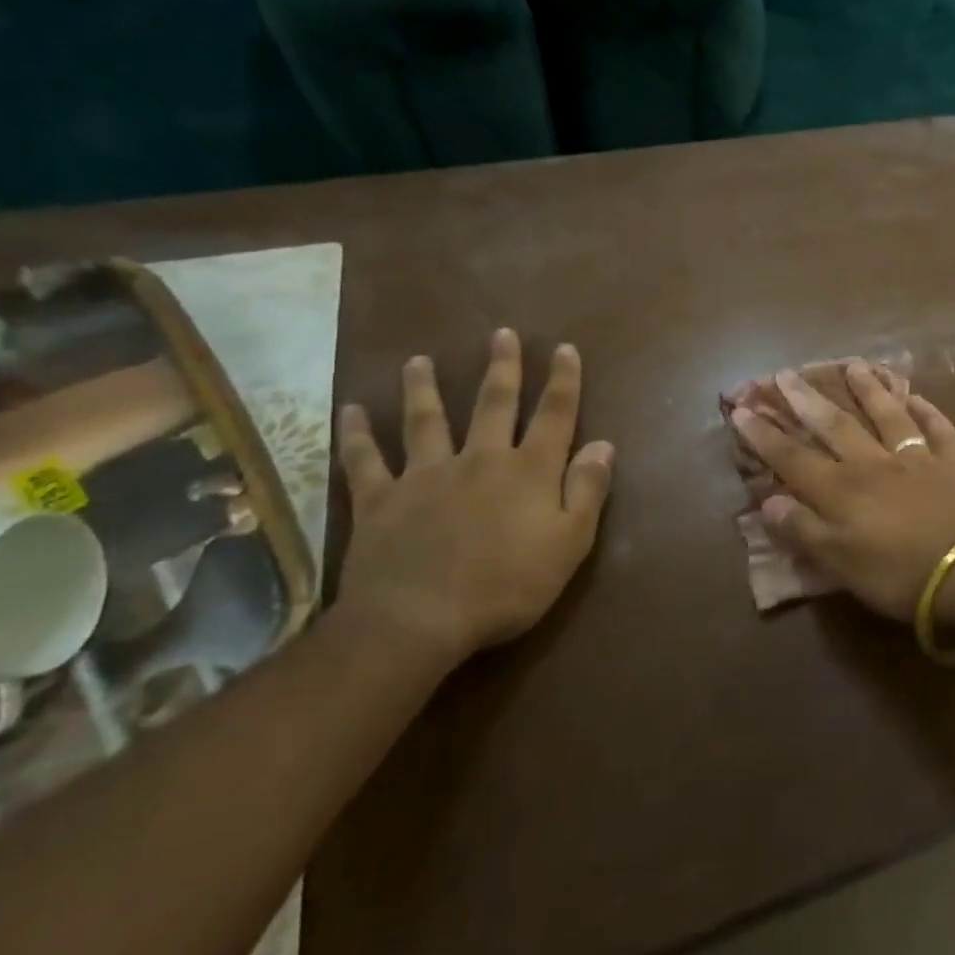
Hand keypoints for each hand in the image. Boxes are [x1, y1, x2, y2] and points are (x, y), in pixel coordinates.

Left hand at [335, 328, 613, 664]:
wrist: (418, 620)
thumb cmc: (508, 585)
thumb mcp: (570, 542)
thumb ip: (587, 490)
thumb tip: (603, 445)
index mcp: (529, 471)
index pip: (554, 415)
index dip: (563, 381)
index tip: (564, 348)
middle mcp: (480, 459)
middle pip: (494, 404)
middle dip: (502, 368)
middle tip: (501, 334)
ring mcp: (426, 476)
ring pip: (426, 421)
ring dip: (424, 388)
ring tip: (419, 361)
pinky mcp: (381, 500)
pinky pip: (365, 461)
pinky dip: (357, 435)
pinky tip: (351, 411)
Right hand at [729, 360, 954, 620]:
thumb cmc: (901, 576)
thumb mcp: (841, 565)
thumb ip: (804, 531)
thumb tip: (768, 502)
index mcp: (842, 490)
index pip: (793, 458)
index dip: (765, 435)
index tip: (741, 409)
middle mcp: (874, 463)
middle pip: (835, 425)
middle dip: (806, 400)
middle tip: (786, 373)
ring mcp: (918, 457)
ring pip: (887, 415)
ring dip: (868, 390)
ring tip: (854, 366)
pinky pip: (938, 428)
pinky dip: (926, 411)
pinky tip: (917, 397)